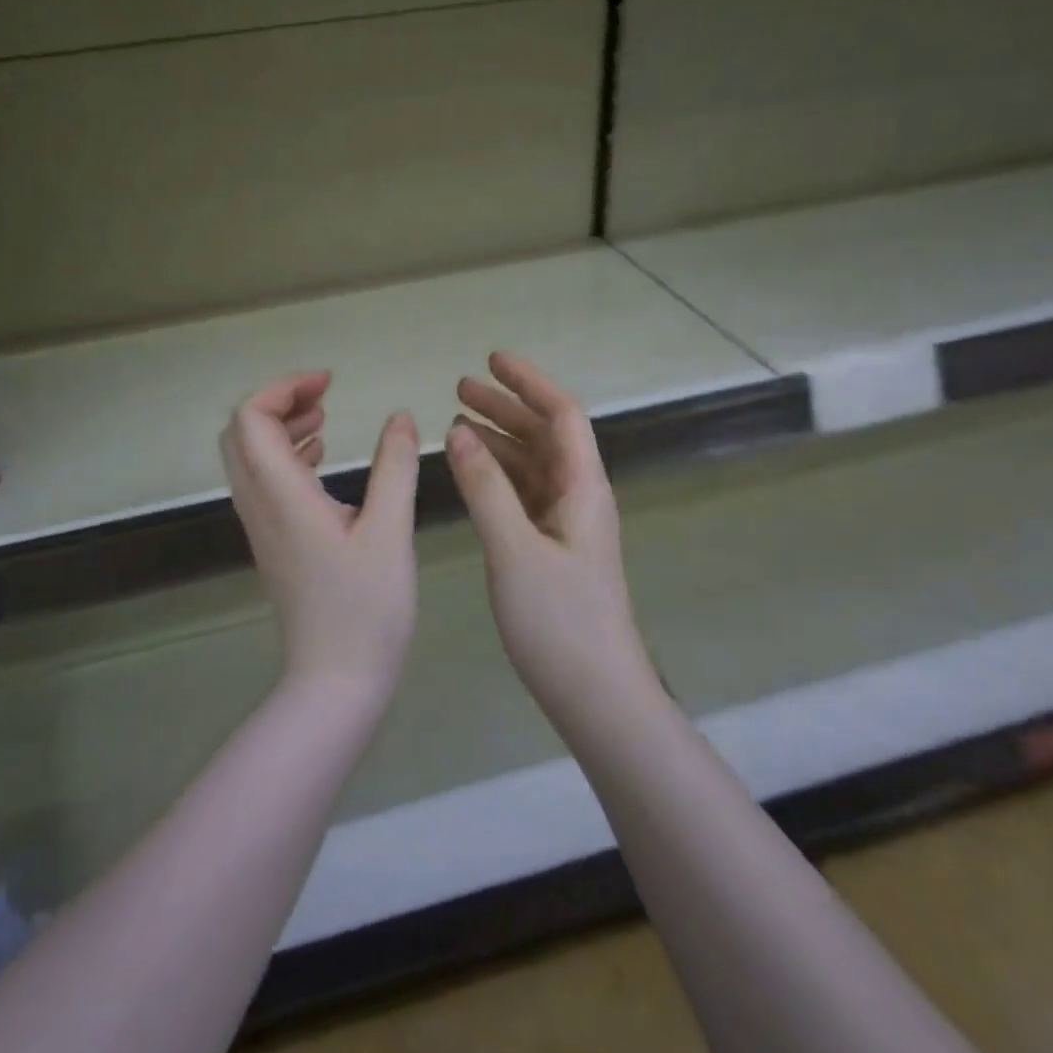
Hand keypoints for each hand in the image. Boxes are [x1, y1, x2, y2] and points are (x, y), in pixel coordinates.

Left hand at [220, 372, 419, 699]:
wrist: (335, 680)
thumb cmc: (367, 608)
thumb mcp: (391, 531)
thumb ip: (394, 467)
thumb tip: (401, 417)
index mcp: (281, 495)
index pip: (250, 418)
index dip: (283, 388)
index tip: (330, 384)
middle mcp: (258, 505)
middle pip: (240, 432)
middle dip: (278, 403)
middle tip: (326, 399)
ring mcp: (260, 526)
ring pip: (248, 458)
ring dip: (280, 429)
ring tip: (326, 421)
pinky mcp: (272, 543)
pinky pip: (262, 483)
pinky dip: (284, 458)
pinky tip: (321, 462)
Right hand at [447, 353, 660, 725]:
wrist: (594, 693)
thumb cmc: (559, 620)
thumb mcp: (514, 549)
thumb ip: (485, 488)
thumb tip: (459, 432)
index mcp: (583, 488)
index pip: (562, 415)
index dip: (529, 383)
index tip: (491, 360)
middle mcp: (579, 498)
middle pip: (545, 436)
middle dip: (507, 407)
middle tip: (460, 388)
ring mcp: (566, 525)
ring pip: (532, 466)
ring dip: (499, 441)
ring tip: (457, 424)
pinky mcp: (552, 549)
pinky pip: (524, 496)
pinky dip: (497, 477)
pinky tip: (471, 474)